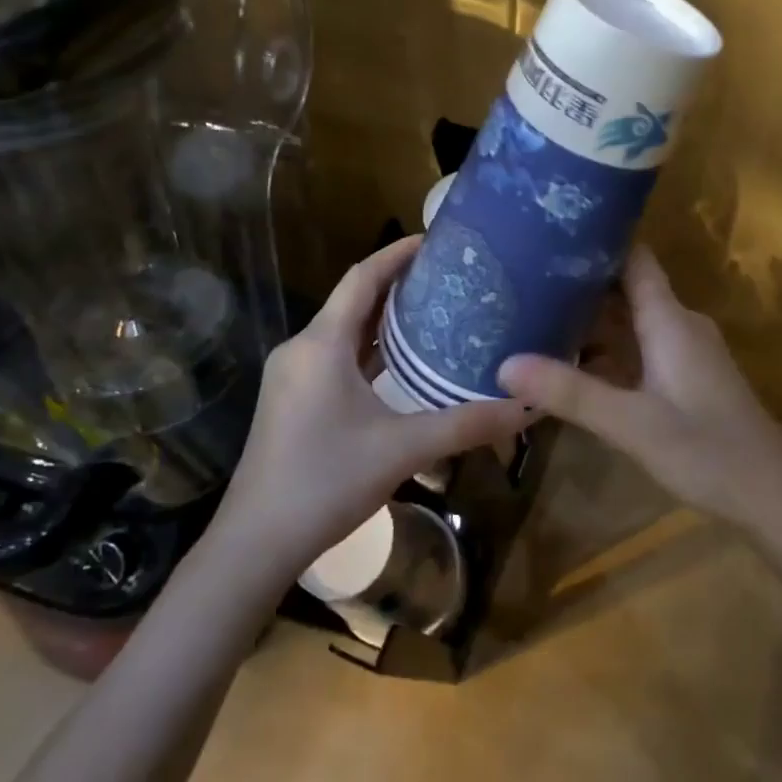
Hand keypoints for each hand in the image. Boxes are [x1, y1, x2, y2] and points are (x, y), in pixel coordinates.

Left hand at [216, 236, 528, 580]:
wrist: (255, 542)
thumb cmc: (326, 482)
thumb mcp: (403, 449)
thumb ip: (466, 424)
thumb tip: (526, 406)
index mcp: (322, 343)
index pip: (362, 277)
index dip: (397, 253)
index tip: (436, 239)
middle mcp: (302, 348)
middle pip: (353, 299)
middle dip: (397, 284)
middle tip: (447, 277)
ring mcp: (291, 375)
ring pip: (342, 330)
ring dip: (382, 318)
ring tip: (432, 311)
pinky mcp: (290, 399)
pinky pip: (334, 355)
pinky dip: (366, 348)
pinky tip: (398, 362)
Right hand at [498, 246, 781, 524]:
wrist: (773, 497)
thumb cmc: (707, 450)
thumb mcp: (630, 423)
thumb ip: (570, 393)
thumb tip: (504, 365)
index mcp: (669, 320)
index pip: (633, 258)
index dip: (597, 241)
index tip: (549, 233)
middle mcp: (678, 324)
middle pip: (626, 287)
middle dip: (580, 283)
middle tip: (524, 278)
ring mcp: (685, 351)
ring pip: (631, 320)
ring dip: (591, 318)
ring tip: (536, 313)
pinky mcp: (686, 377)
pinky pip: (639, 347)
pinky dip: (607, 348)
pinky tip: (572, 361)